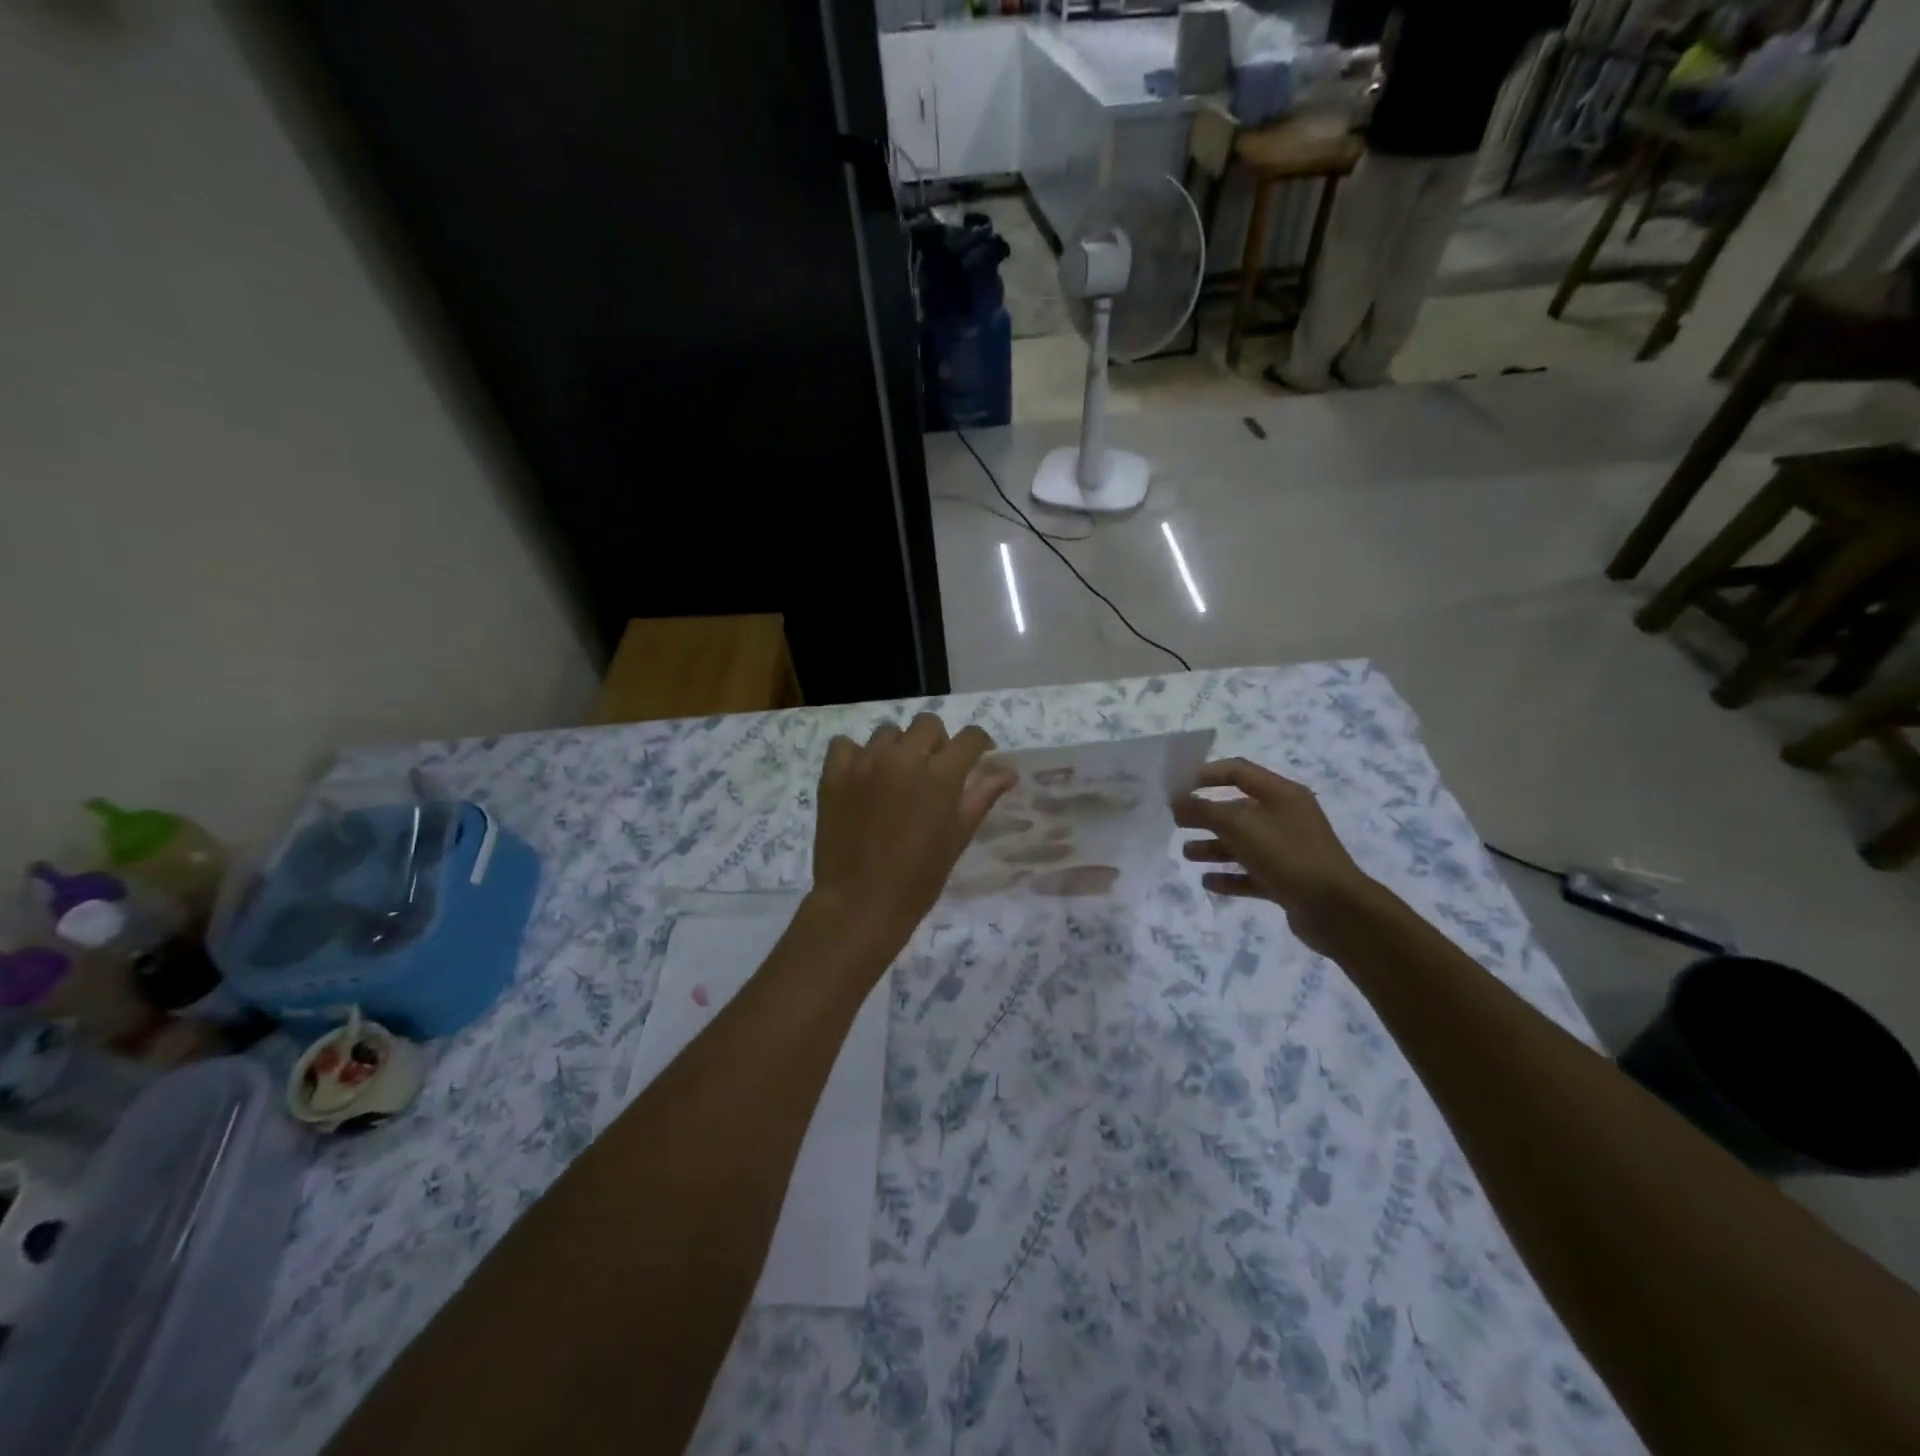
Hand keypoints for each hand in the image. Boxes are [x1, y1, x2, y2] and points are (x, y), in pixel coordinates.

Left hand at [811, 715, 1015, 953]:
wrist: (860, 904)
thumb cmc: (918, 878)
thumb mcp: (958, 837)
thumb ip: (982, 796)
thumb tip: (1008, 772)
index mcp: (940, 775)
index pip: (970, 737)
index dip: (979, 744)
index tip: (978, 756)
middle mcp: (903, 758)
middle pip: (928, 724)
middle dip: (937, 742)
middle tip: (933, 771)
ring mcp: (865, 763)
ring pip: (887, 732)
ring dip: (898, 748)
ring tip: (895, 777)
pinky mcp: (834, 774)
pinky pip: (846, 745)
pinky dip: (857, 756)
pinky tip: (862, 778)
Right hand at [1173, 759, 1380, 954]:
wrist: (1336, 909)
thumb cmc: (1286, 854)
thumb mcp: (1239, 825)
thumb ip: (1204, 810)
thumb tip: (1177, 800)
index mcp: (1281, 794)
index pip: (1238, 771)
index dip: (1206, 774)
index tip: (1177, 786)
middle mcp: (1286, 817)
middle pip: (1237, 809)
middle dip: (1206, 815)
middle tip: (1176, 823)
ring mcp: (1288, 850)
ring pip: (1243, 843)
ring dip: (1213, 847)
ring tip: (1187, 854)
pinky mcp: (1287, 880)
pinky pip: (1252, 873)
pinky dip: (1229, 875)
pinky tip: (1208, 882)